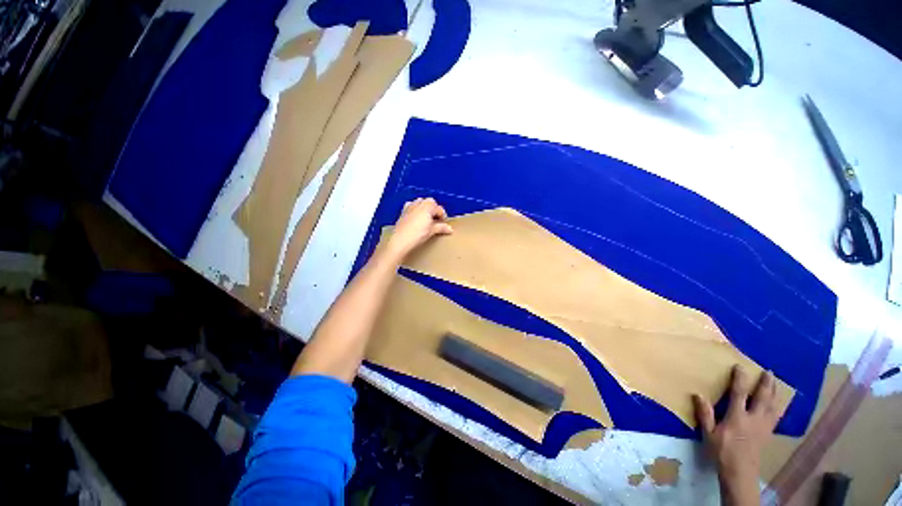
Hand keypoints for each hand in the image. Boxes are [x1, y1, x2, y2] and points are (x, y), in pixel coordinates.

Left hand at [384, 197, 452, 261]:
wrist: (400, 240)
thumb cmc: (415, 235)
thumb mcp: (432, 231)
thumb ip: (441, 228)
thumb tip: (449, 229)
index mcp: (427, 206)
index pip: (439, 208)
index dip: (443, 215)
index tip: (444, 222)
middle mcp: (418, 204)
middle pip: (430, 202)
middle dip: (434, 209)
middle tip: (437, 220)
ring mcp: (410, 207)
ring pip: (420, 202)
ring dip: (425, 208)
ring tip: (427, 219)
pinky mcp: (403, 212)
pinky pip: (412, 206)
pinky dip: (416, 210)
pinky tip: (417, 219)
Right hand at [693, 366, 784, 505]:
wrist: (740, 472)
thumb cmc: (721, 451)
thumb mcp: (709, 434)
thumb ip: (705, 414)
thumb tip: (698, 395)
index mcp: (737, 417)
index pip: (739, 394)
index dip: (740, 379)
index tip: (740, 367)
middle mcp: (753, 419)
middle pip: (762, 398)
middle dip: (765, 384)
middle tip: (768, 371)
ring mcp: (763, 426)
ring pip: (772, 406)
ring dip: (774, 393)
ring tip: (776, 383)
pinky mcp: (768, 433)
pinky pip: (775, 416)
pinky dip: (778, 407)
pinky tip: (778, 404)